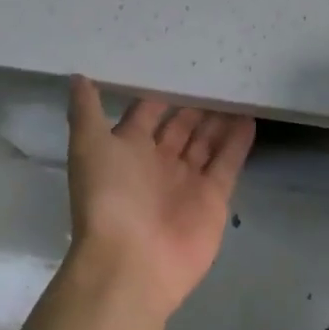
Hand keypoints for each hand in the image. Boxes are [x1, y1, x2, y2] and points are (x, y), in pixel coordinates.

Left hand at [65, 77, 255, 319]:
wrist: (131, 264)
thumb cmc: (109, 198)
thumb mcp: (89, 146)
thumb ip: (86, 110)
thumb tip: (78, 76)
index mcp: (128, 150)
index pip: (147, 113)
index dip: (161, 92)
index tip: (179, 64)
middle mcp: (158, 163)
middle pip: (181, 126)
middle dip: (196, 103)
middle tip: (217, 72)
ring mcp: (187, 181)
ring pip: (206, 141)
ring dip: (219, 118)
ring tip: (237, 88)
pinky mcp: (213, 198)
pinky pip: (228, 162)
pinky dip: (238, 141)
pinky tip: (250, 116)